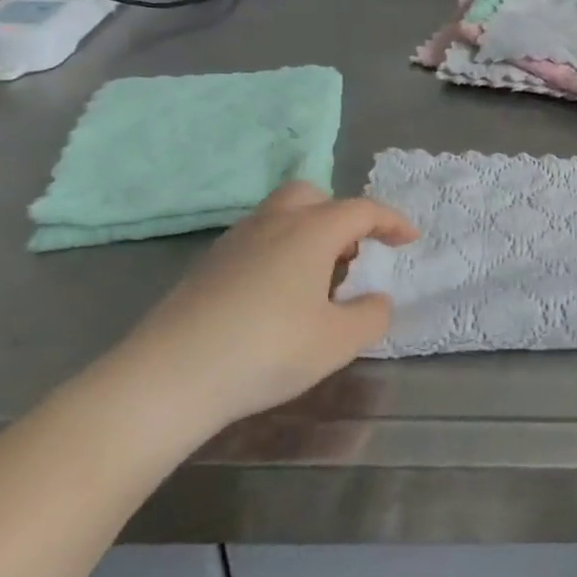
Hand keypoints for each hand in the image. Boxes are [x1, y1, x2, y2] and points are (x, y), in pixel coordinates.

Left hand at [107, 183, 417, 437]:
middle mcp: (274, 223)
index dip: (392, 222)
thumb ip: (371, 316)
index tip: (410, 240)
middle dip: (341, 217)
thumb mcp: (337, 342)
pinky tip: (277, 298)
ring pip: (282, 217)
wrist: (165, 379)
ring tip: (318, 283)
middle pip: (314, 196)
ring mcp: (234, 242)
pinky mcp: (206, 267)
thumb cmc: (266, 351)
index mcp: (312, 231)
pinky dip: (280, 253)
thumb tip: (377, 300)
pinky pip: (257, 241)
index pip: (362, 210)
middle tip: (353, 254)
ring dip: (309, 235)